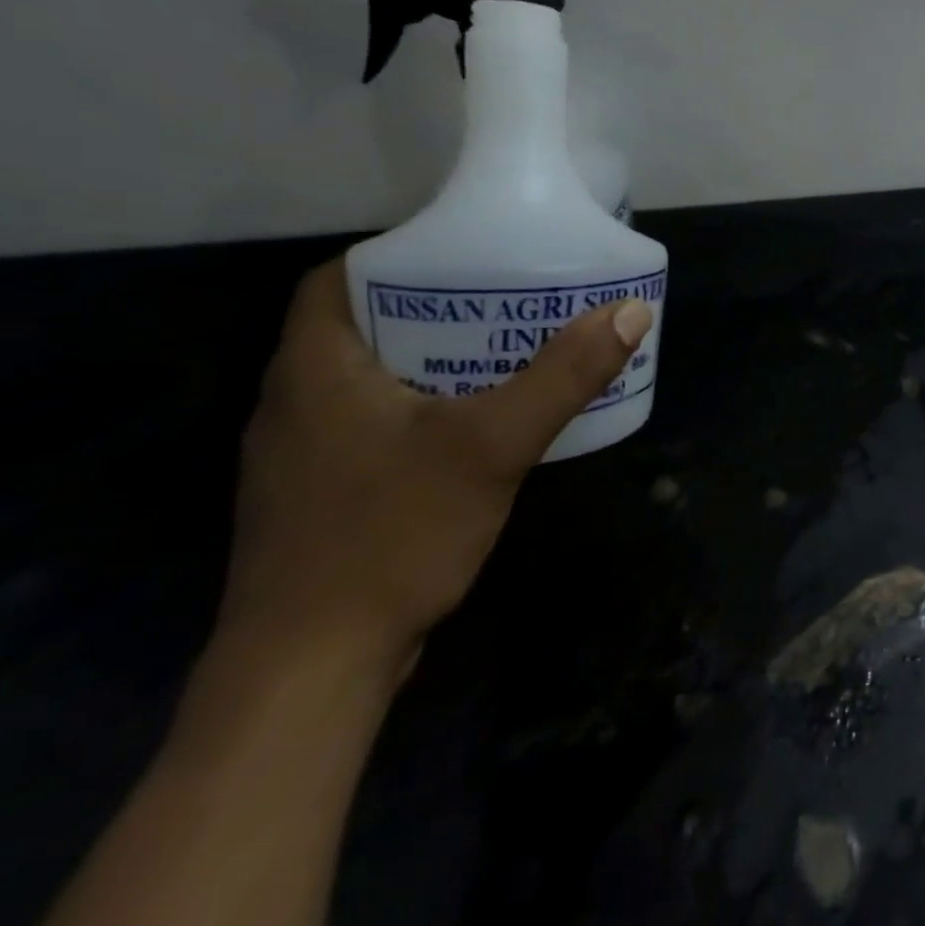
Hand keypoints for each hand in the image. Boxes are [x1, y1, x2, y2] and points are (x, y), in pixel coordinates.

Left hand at [224, 260, 651, 669]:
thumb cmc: (391, 535)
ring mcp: (302, 456)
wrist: (309, 672)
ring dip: (432, 359)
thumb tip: (630, 311)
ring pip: (370, 379)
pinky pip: (374, 425)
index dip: (398, 255)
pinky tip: (478, 427)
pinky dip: (424, 408)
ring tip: (506, 351)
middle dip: (435, 306)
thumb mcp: (492, 445)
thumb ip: (563, 376)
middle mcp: (294, 403)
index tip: (466, 254)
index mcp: (314, 370)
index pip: (335, 280)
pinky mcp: (322, 497)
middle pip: (362, 326)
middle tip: (508, 298)